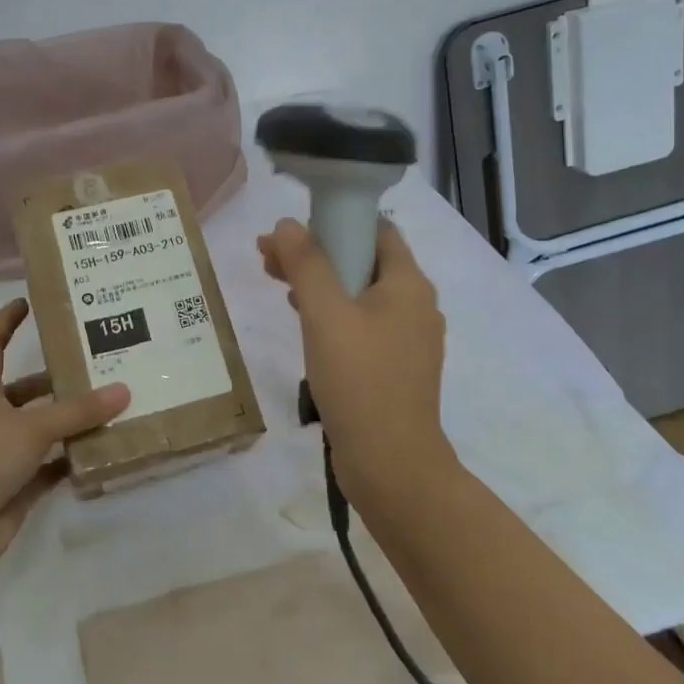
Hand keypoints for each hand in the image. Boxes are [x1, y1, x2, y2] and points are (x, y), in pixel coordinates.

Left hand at [0, 299, 128, 588]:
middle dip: (59, 380)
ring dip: (74, 423)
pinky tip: (106, 451)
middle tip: (102, 366)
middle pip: (27, 392)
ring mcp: (4, 457)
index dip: (5, 323)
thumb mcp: (27, 428)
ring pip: (45, 432)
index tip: (27, 301)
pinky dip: (75, 461)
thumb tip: (124, 390)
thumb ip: (76, 412)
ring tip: (116, 406)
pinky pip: (53, 469)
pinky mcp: (18, 490)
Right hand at [257, 217, 457, 503]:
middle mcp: (415, 305)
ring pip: (359, 294)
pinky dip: (331, 314)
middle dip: (316, 253)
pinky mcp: (394, 367)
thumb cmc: (360, 380)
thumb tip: (287, 224)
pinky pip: (361, 325)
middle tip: (268, 257)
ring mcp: (407, 339)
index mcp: (408, 284)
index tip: (292, 229)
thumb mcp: (325, 314)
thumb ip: (306, 264)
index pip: (376, 229)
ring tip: (275, 283)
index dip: (333, 219)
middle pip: (363, 261)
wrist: (391, 465)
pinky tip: (303, 321)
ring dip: (319, 283)